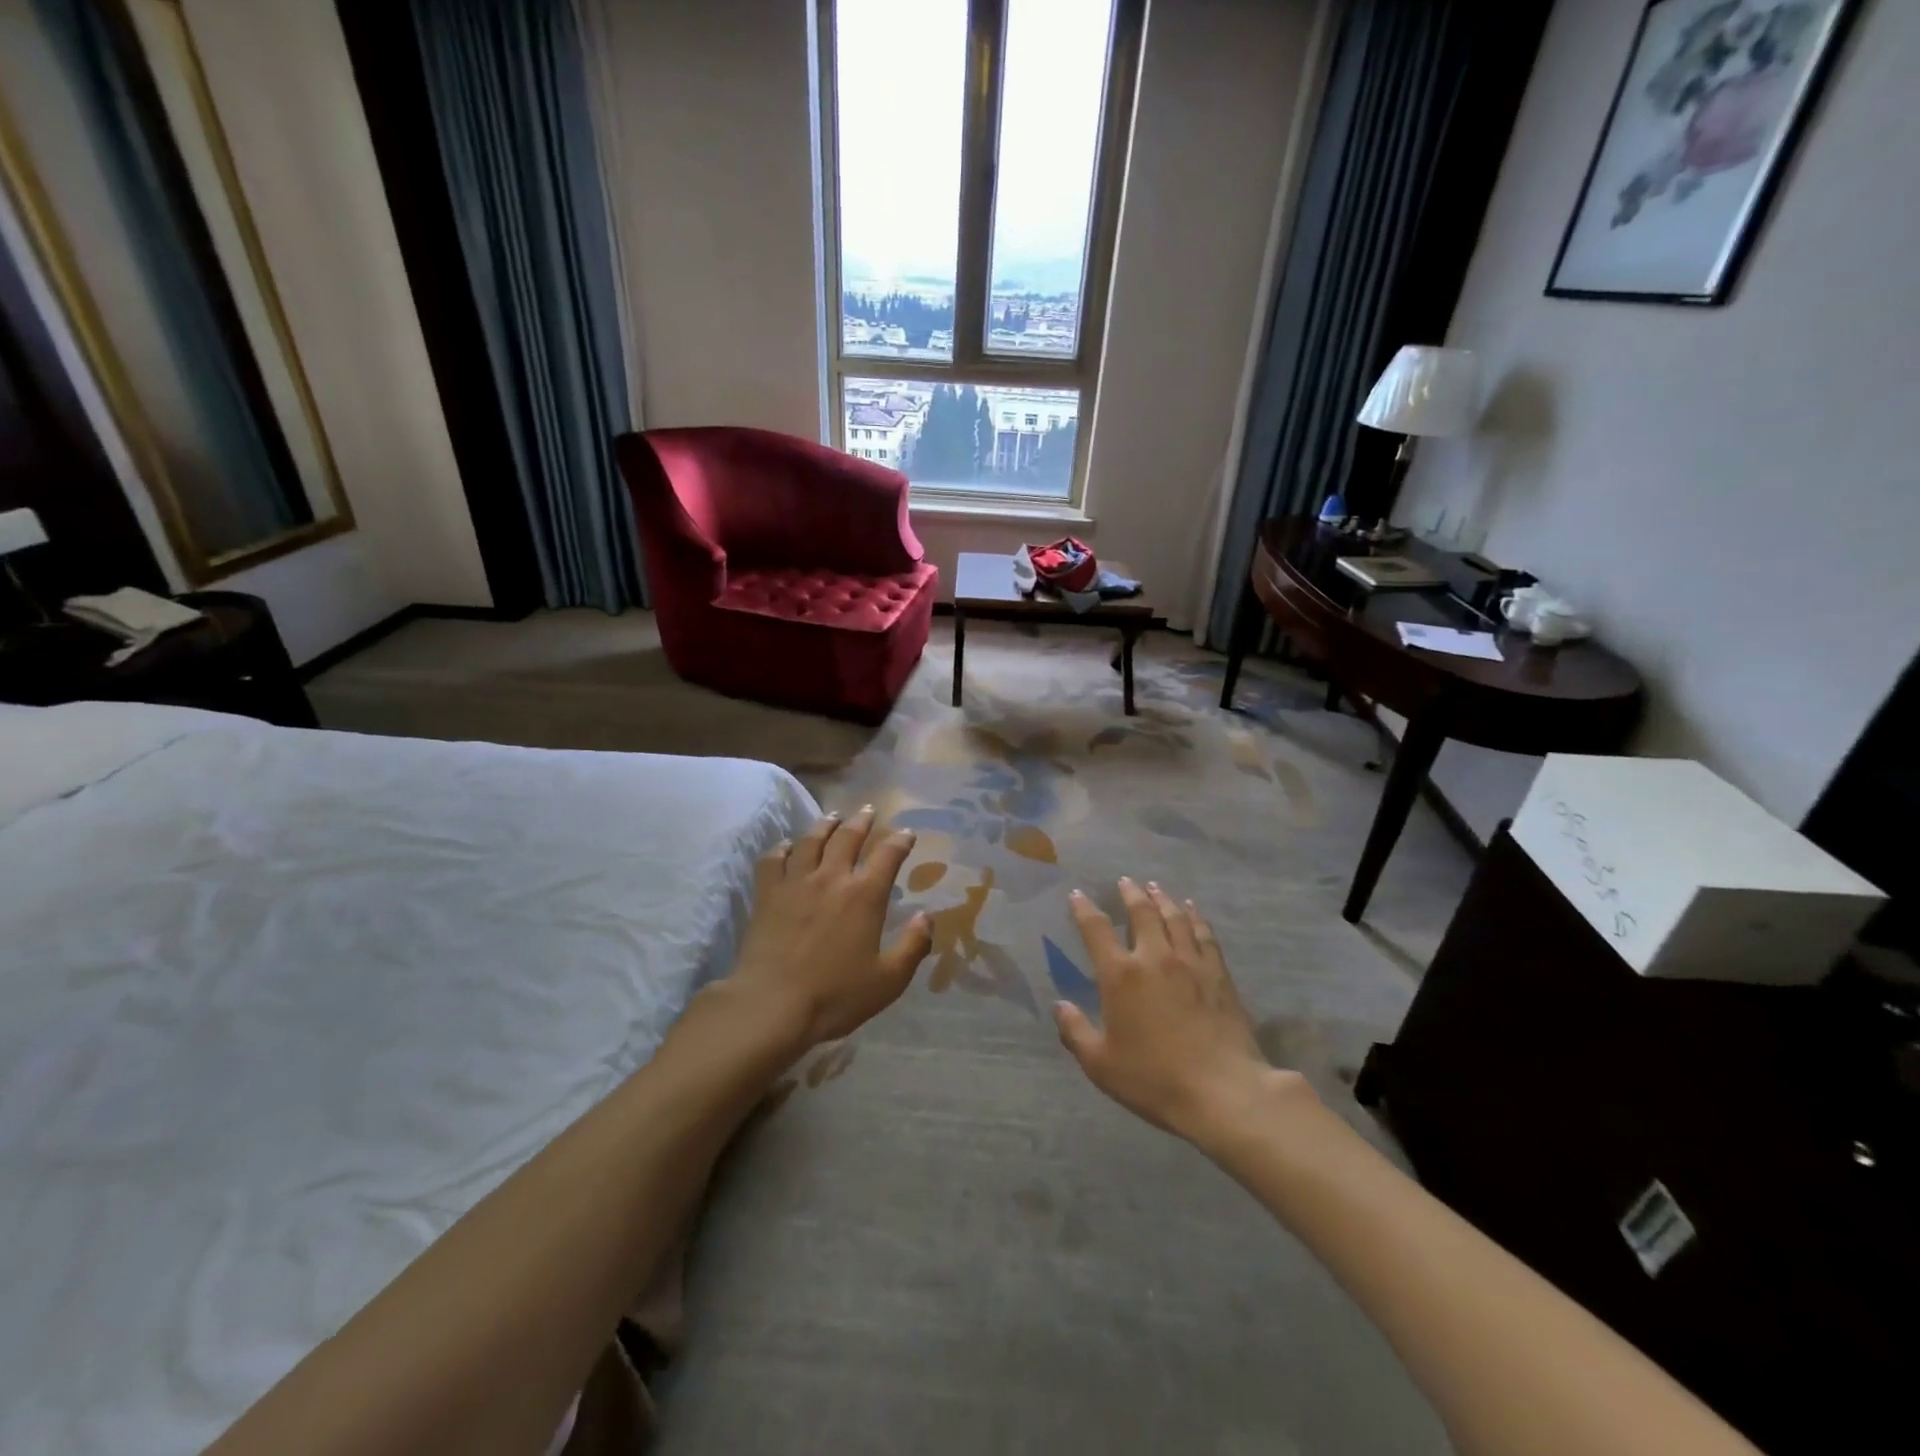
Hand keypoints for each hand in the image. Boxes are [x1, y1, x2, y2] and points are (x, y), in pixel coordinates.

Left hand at [731, 808, 933, 1048]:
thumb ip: (913, 946)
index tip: (907, 833)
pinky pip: (773, 859)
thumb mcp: (889, 980)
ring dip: (825, 825)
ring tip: (832, 817)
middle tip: (868, 810)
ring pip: (811, 841)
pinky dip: (782, 848)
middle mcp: (831, 878)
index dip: (900, 841)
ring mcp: (795, 883)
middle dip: (862, 821)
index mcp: (864, 896)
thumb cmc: (835, 996)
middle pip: (848, 837)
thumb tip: (928, 917)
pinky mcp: (767, 894)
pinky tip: (787, 846)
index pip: (888, 855)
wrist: (772, 1005)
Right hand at [1055, 879, 1310, 1142]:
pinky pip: (1204, 934)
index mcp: (1120, 975)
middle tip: (1126, 881)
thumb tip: (1059, 1006)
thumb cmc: (1154, 1078)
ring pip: (1175, 917)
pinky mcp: (1218, 974)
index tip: (1078, 895)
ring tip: (1155, 887)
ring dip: (1162, 898)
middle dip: (1130, 893)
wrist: (1222, 1091)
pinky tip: (1192, 911)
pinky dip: (1195, 917)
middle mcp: (1154, 957)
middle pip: (1142, 912)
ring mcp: (1190, 962)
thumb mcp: (1100, 1064)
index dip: (1084, 909)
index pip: (1096, 930)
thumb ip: (1075, 1032)